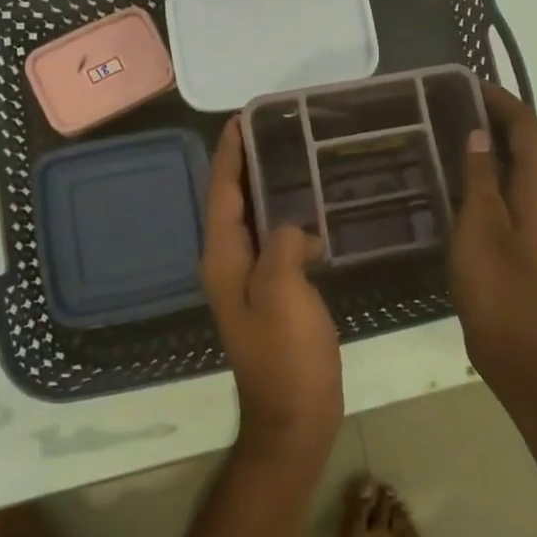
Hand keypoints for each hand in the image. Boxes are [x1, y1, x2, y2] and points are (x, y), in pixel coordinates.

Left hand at [202, 117, 343, 466]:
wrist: (294, 417)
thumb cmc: (286, 356)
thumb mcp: (283, 293)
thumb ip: (281, 245)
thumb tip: (292, 227)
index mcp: (224, 259)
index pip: (222, 194)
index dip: (229, 155)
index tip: (242, 118)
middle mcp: (229, 265)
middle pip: (232, 203)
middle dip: (247, 164)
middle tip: (275, 129)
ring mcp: (250, 282)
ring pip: (254, 221)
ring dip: (267, 189)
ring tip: (295, 157)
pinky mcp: (273, 294)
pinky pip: (274, 242)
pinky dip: (287, 219)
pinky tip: (314, 213)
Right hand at [449, 85, 536, 398]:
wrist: (515, 343)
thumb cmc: (496, 282)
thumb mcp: (480, 223)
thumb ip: (480, 175)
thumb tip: (478, 132)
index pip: (526, 125)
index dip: (500, 100)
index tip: (466, 83)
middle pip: (524, 141)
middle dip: (493, 117)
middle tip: (448, 103)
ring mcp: (535, 215)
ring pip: (515, 165)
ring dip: (488, 144)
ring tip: (447, 129)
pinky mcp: (522, 234)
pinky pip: (506, 187)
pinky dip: (485, 172)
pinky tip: (455, 176)